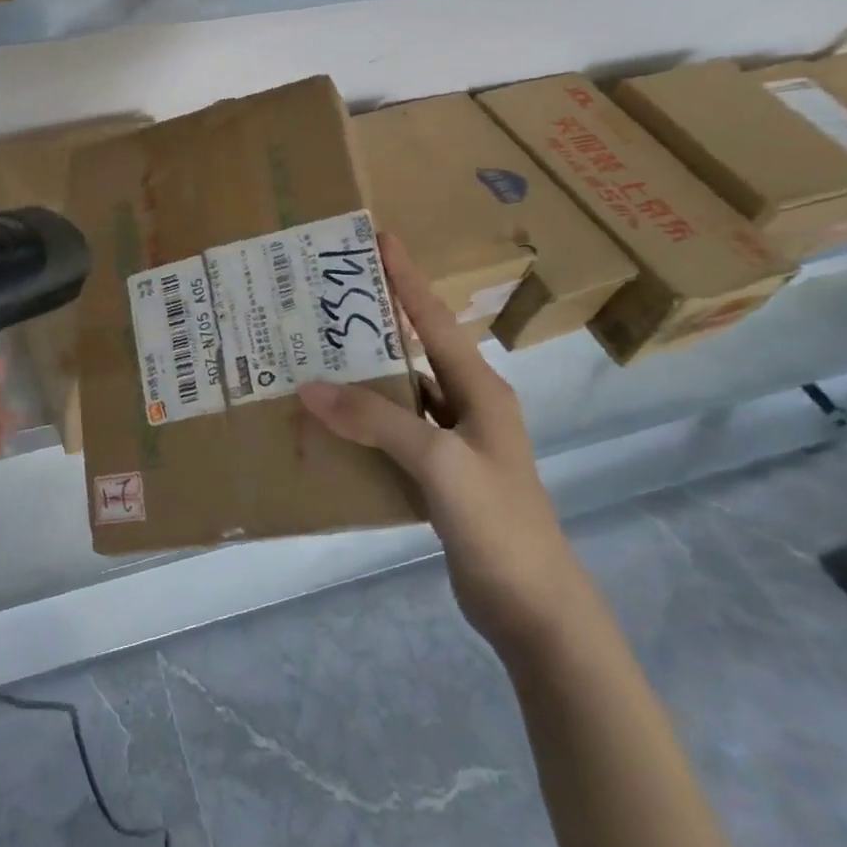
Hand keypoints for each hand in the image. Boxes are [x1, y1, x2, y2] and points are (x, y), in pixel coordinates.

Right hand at [297, 232, 588, 656]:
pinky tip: (332, 423)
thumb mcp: (440, 462)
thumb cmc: (498, 523)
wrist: (535, 608)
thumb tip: (311, 388)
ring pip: (402, 393)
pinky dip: (366, 422)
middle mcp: (470, 405)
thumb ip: (377, 421)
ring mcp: (457, 442)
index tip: (380, 238)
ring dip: (365, 376)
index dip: (407, 278)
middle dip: (375, 323)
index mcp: (481, 390)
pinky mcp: (442, 474)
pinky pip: (396, 432)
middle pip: (416, 350)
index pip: (435, 320)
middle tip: (326, 300)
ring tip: (315, 355)